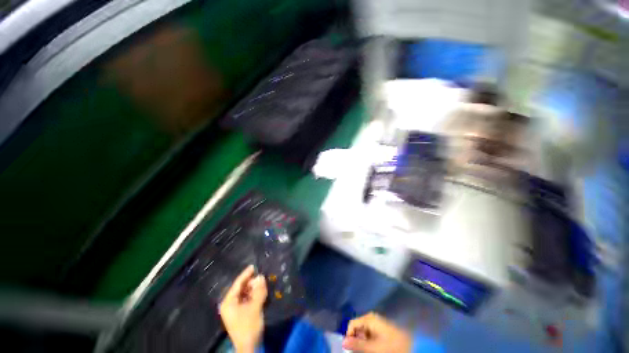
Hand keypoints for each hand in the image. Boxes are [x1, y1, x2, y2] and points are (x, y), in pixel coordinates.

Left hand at [219, 265, 267, 352]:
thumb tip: (261, 276)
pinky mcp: (241, 312)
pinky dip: (254, 294)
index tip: (254, 265)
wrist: (249, 347)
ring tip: (263, 282)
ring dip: (254, 288)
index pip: (238, 284)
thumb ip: (258, 291)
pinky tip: (261, 291)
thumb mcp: (255, 307)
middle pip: (241, 288)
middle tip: (262, 275)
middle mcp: (230, 303)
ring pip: (245, 293)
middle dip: (252, 282)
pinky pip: (248, 299)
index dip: (246, 274)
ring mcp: (235, 309)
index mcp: (229, 302)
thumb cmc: (248, 326)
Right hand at [343, 312, 411, 352]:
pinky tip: (374, 349)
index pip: (352, 324)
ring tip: (369, 351)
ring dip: (363, 343)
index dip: (349, 337)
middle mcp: (371, 318)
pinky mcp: (381, 329)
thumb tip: (342, 341)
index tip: (350, 349)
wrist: (411, 347)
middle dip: (357, 340)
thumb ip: (357, 345)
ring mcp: (376, 324)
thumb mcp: (373, 348)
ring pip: (363, 333)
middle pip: (357, 329)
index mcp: (368, 318)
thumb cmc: (391, 347)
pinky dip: (369, 343)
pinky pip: (370, 335)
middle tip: (362, 351)